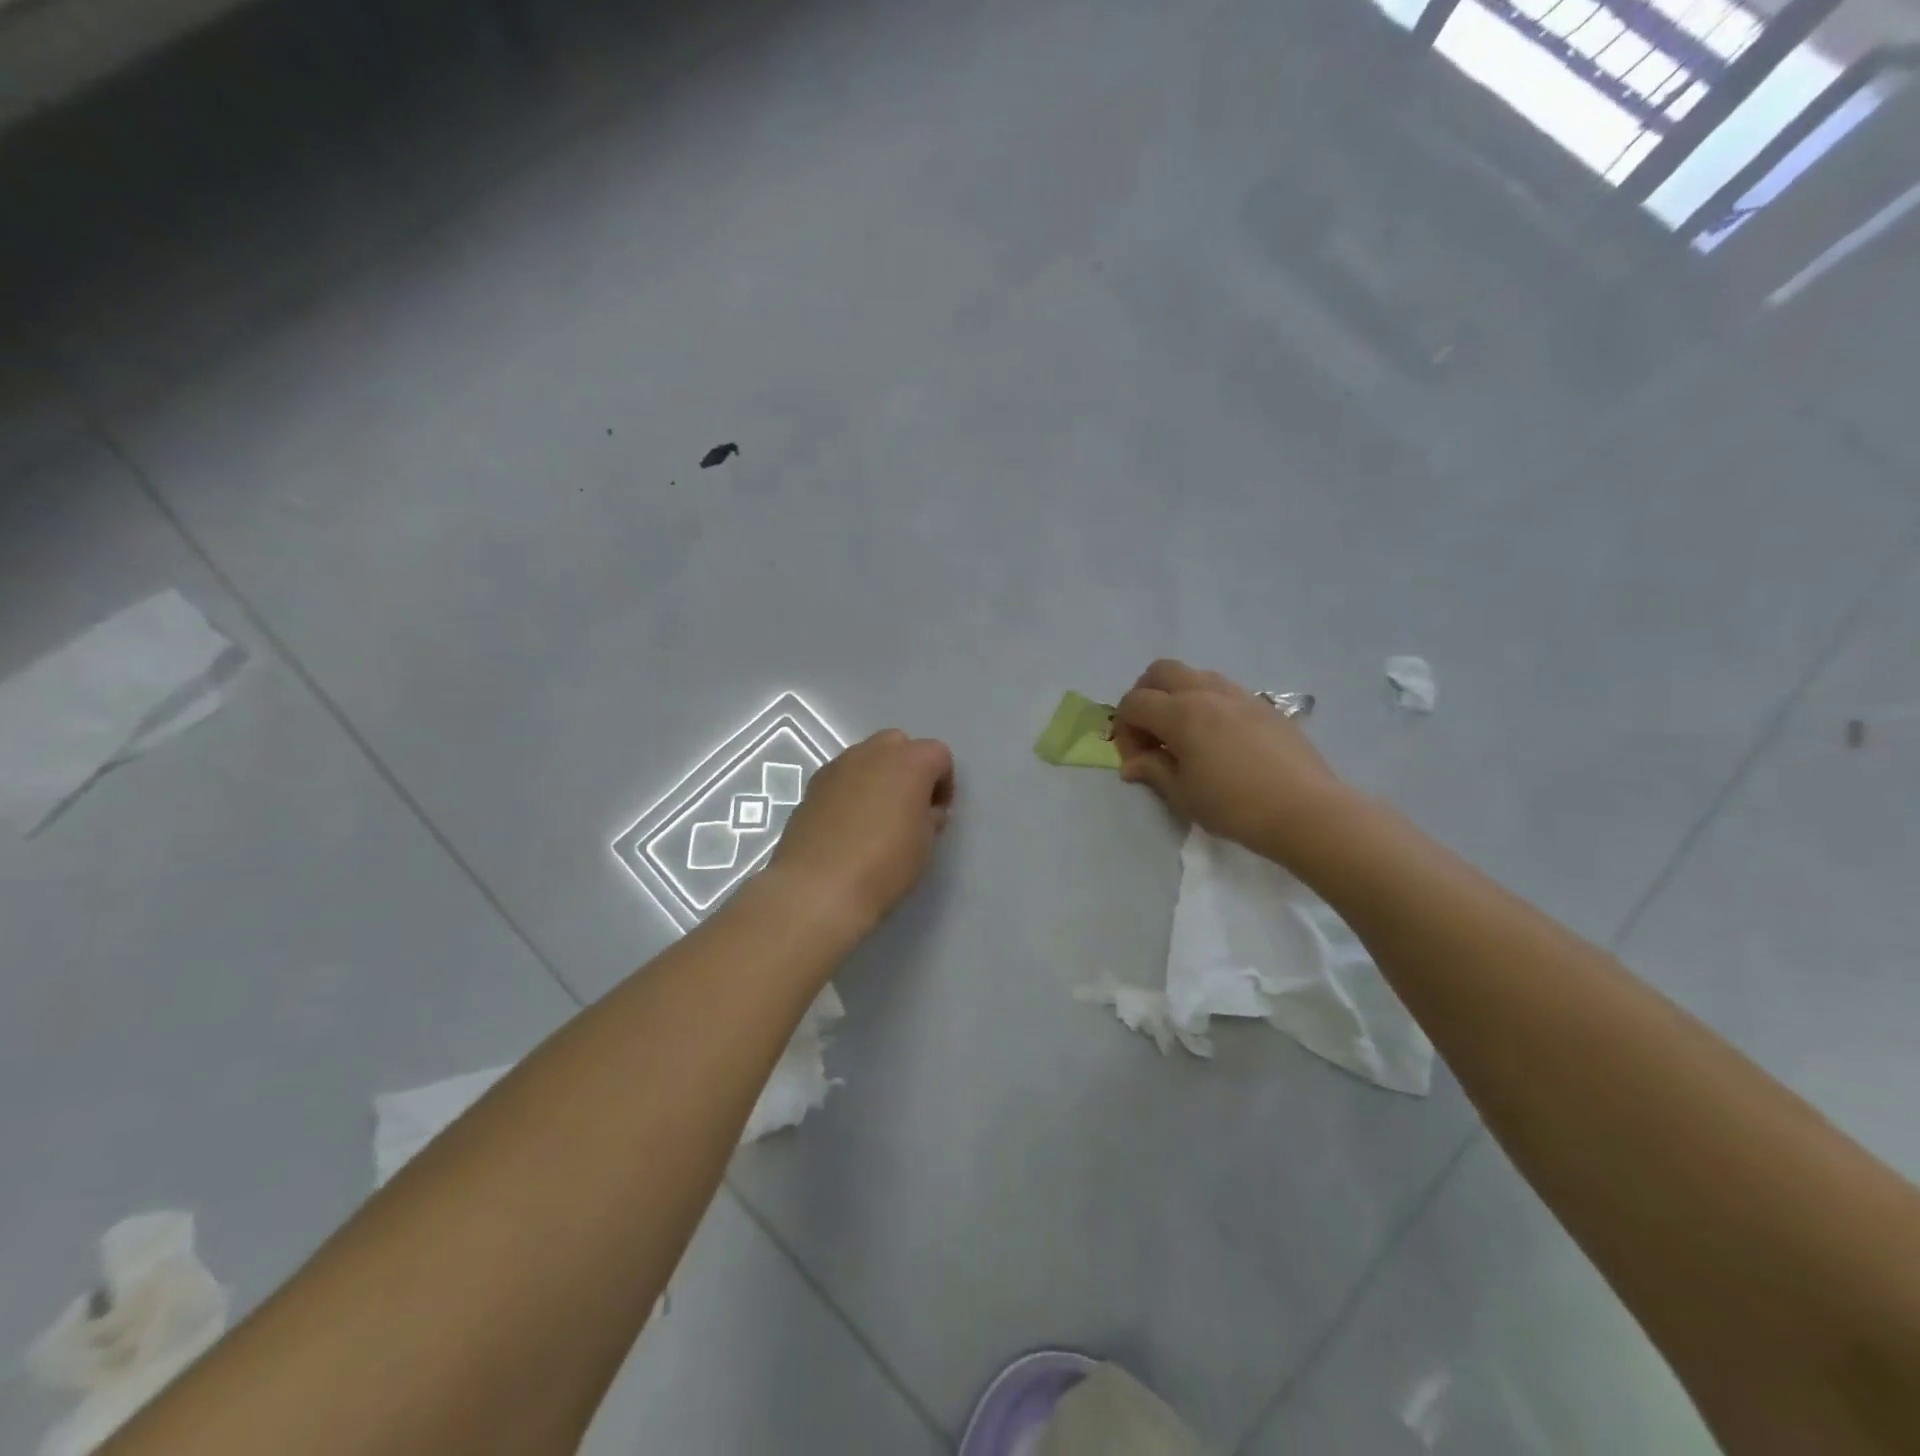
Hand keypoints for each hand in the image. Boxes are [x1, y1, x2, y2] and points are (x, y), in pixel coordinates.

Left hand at [766, 729, 955, 933]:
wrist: (817, 888)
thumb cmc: (884, 865)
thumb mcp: (924, 844)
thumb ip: (930, 816)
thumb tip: (926, 809)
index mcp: (909, 762)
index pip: (938, 754)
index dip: (943, 782)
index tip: (938, 813)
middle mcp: (872, 753)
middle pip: (899, 744)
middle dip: (909, 768)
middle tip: (909, 806)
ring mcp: (837, 766)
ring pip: (866, 757)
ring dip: (878, 776)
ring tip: (877, 817)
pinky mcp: (812, 785)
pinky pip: (841, 777)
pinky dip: (851, 790)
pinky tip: (848, 825)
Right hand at [1113, 659, 1352, 865]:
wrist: (1304, 810)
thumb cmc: (1234, 806)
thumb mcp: (1183, 795)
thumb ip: (1153, 771)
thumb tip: (1132, 764)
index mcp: (1180, 713)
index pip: (1134, 702)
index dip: (1124, 729)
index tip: (1135, 759)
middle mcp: (1206, 693)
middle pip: (1160, 672)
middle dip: (1145, 696)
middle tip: (1150, 732)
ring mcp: (1238, 695)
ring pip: (1194, 675)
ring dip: (1177, 696)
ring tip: (1183, 734)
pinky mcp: (1263, 705)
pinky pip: (1223, 689)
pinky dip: (1206, 702)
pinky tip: (1217, 738)